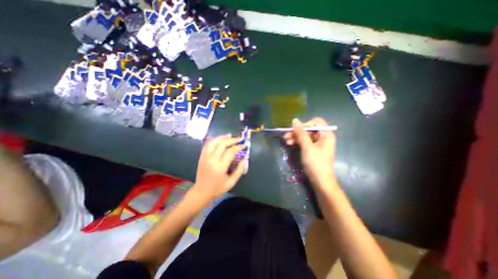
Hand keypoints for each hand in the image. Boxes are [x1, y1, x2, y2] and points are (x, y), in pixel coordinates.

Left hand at [193, 134, 247, 198]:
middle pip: (222, 144)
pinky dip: (214, 140)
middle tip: (238, 139)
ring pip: (213, 142)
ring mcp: (205, 157)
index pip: (230, 152)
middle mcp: (212, 160)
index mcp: (220, 167)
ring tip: (229, 135)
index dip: (238, 147)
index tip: (243, 145)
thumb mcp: (231, 183)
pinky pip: (207, 145)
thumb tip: (245, 160)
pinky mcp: (201, 157)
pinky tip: (219, 139)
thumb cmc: (217, 188)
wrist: (201, 191)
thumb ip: (239, 171)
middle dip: (232, 140)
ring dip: (222, 137)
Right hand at [282, 118, 336, 187]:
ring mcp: (318, 144)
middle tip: (286, 135)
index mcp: (326, 134)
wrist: (320, 181)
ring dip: (296, 137)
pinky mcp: (313, 150)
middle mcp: (323, 137)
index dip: (306, 124)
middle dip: (297, 132)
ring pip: (305, 136)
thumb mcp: (307, 146)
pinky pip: (305, 142)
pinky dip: (298, 142)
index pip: (316, 122)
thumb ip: (301, 133)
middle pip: (309, 130)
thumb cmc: (316, 162)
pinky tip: (290, 144)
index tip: (296, 130)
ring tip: (286, 141)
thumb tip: (295, 120)